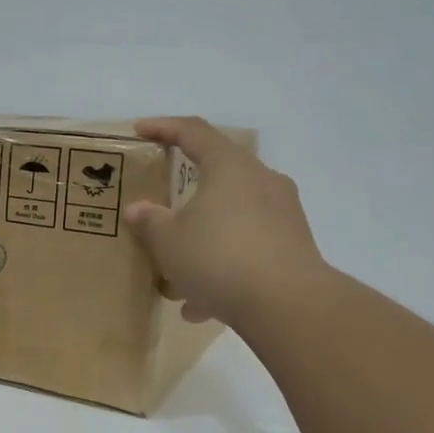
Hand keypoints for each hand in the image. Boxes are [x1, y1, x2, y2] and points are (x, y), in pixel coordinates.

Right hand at [123, 116, 327, 329]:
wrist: (288, 305)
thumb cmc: (219, 258)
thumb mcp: (169, 241)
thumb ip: (150, 221)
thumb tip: (139, 209)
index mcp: (230, 167)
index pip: (194, 131)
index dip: (164, 127)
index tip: (140, 130)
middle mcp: (262, 181)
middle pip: (217, 176)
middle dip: (185, 197)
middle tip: (161, 210)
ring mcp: (283, 214)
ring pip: (231, 218)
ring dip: (203, 241)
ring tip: (177, 277)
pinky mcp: (294, 246)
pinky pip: (248, 247)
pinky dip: (224, 266)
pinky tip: (203, 305)